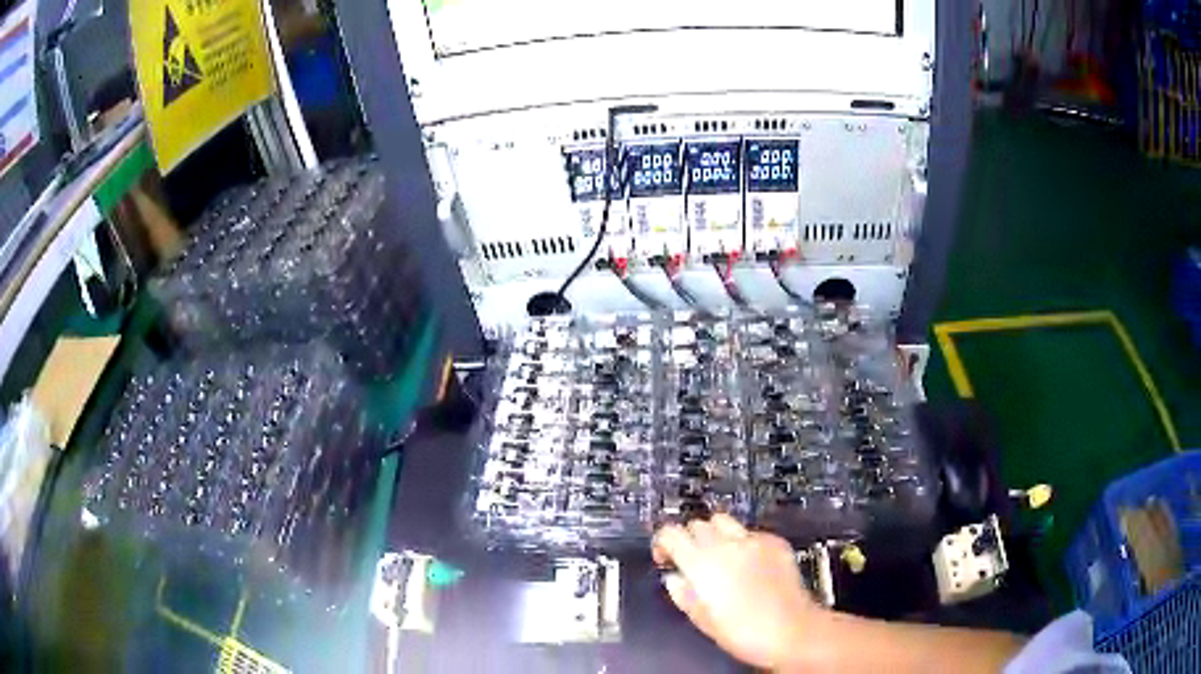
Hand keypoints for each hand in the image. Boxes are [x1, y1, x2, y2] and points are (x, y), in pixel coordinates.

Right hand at [652, 515, 826, 669]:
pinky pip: (751, 532)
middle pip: (697, 524)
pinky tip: (748, 564)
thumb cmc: (743, 633)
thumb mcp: (701, 619)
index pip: (671, 533)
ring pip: (723, 520)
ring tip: (720, 557)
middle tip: (693, 560)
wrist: (791, 631)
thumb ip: (682, 594)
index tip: (665, 557)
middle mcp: (726, 545)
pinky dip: (743, 542)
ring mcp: (753, 540)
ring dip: (715, 534)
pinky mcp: (775, 542)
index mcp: (701, 563)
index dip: (663, 543)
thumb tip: (673, 579)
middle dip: (690, 539)